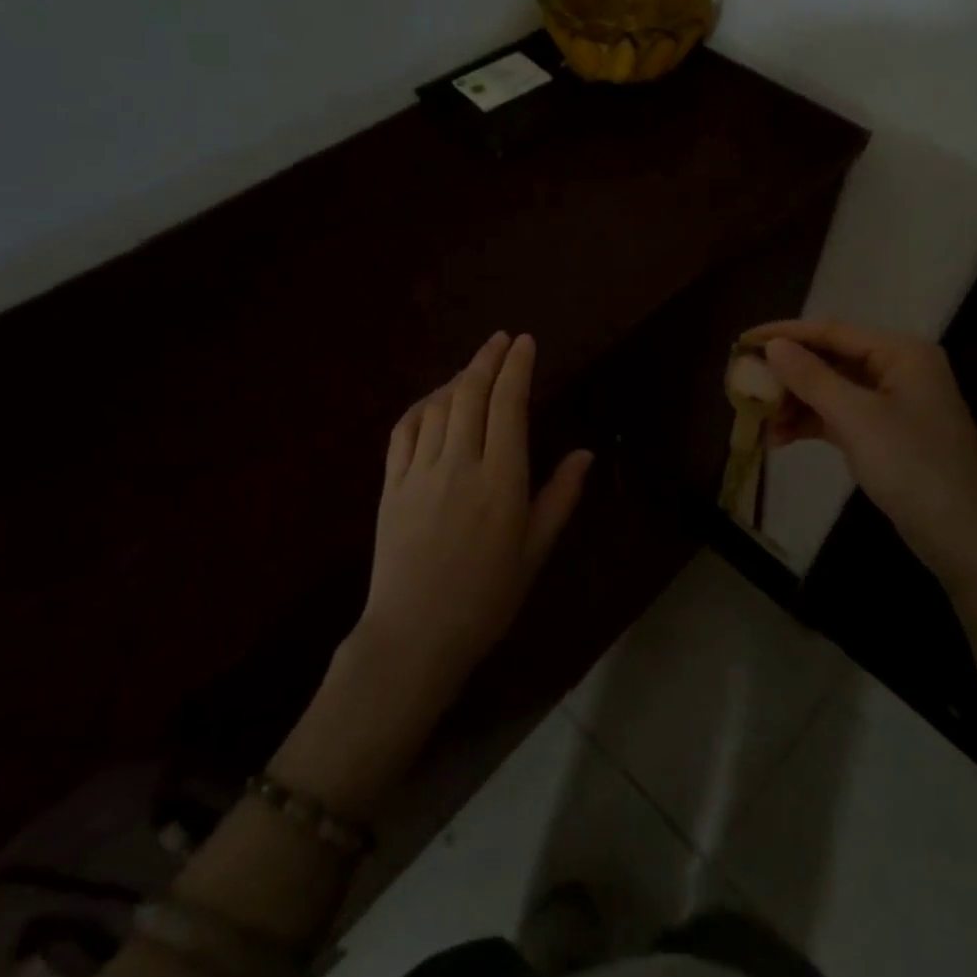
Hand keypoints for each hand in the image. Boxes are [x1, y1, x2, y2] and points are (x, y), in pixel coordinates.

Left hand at [358, 332, 593, 690]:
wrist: (415, 636)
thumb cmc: (486, 598)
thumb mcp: (535, 551)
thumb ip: (559, 497)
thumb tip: (584, 453)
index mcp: (501, 481)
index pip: (509, 405)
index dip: (517, 368)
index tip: (525, 342)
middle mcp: (460, 465)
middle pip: (471, 394)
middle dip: (488, 359)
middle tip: (502, 339)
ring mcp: (420, 472)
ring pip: (438, 406)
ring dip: (458, 378)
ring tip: (475, 367)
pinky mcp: (391, 485)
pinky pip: (404, 430)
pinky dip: (421, 406)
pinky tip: (434, 401)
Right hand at [742, 319, 976, 589]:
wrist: (966, 538)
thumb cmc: (914, 467)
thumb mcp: (857, 418)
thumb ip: (812, 377)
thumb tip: (772, 346)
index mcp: (900, 353)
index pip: (832, 331)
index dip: (784, 335)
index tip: (741, 342)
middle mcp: (897, 369)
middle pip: (829, 360)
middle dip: (786, 374)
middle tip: (743, 384)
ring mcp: (891, 404)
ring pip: (830, 390)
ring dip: (793, 403)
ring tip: (756, 421)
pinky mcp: (884, 434)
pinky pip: (838, 417)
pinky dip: (809, 424)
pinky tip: (777, 440)